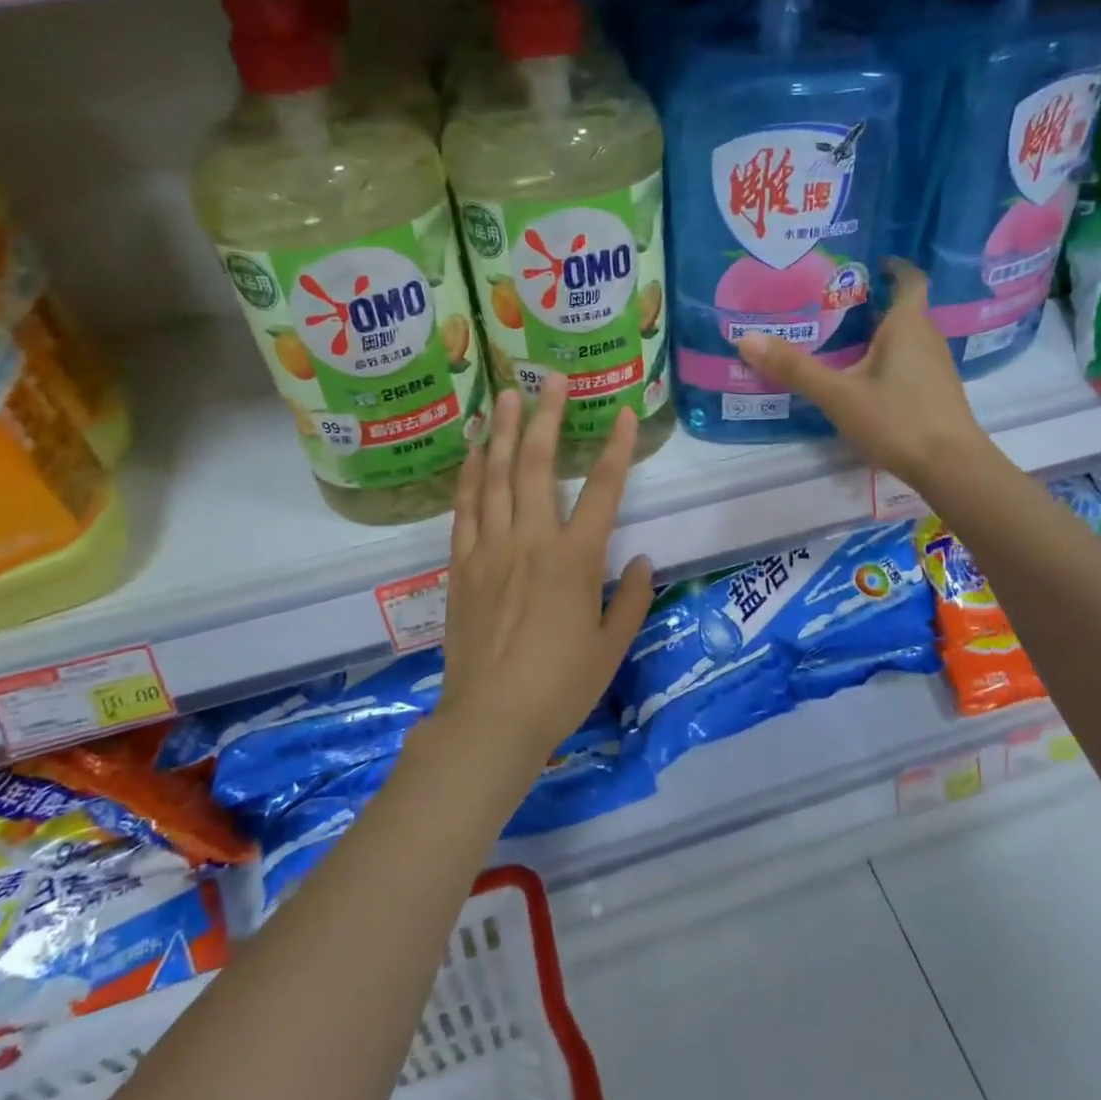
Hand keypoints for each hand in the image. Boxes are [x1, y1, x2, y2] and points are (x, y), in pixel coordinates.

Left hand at [437, 374, 654, 769]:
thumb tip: (639, 559)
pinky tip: (473, 451)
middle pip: (538, 466)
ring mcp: (490, 549)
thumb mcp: (612, 647)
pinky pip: (464, 508)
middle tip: (550, 378)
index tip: (622, 413)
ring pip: (495, 477)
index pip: (603, 490)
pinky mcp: (461, 565)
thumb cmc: (560, 686)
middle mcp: (532, 542)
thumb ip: (631, 599)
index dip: (616, 448)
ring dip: (502, 433)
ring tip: (505, 395)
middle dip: (546, 417)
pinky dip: (470, 475)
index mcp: (575, 560)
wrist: (490, 720)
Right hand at [736, 263, 988, 490]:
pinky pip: (908, 361)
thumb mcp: (839, 395)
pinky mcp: (935, 392)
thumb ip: (795, 369)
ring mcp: (935, 366)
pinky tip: (862, 377)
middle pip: (902, 308)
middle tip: (831, 302)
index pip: (909, 279)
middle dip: (871, 302)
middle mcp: (927, 338)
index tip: (868, 262)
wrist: (951, 467)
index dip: (892, 266)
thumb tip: (746, 340)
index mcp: (908, 325)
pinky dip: (886, 359)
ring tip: (840, 338)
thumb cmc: (897, 419)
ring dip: (878, 333)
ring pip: (905, 337)